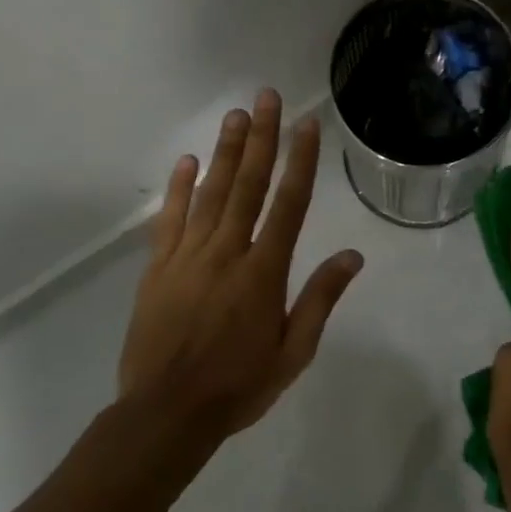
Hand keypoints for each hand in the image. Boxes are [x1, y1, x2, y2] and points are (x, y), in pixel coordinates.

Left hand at [118, 88, 363, 439]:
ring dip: (225, 152)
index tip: (306, 124)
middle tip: (265, 97)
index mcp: (264, 272)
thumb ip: (320, 299)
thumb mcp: (293, 352)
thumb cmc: (238, 386)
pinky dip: (178, 188)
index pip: (289, 203)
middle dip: (261, 138)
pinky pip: (170, 219)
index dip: (300, 160)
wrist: (165, 414)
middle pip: (247, 185)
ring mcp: (188, 256)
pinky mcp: (158, 268)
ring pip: (210, 193)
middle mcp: (227, 252)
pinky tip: (187, 161)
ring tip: (235, 115)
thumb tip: (352, 256)